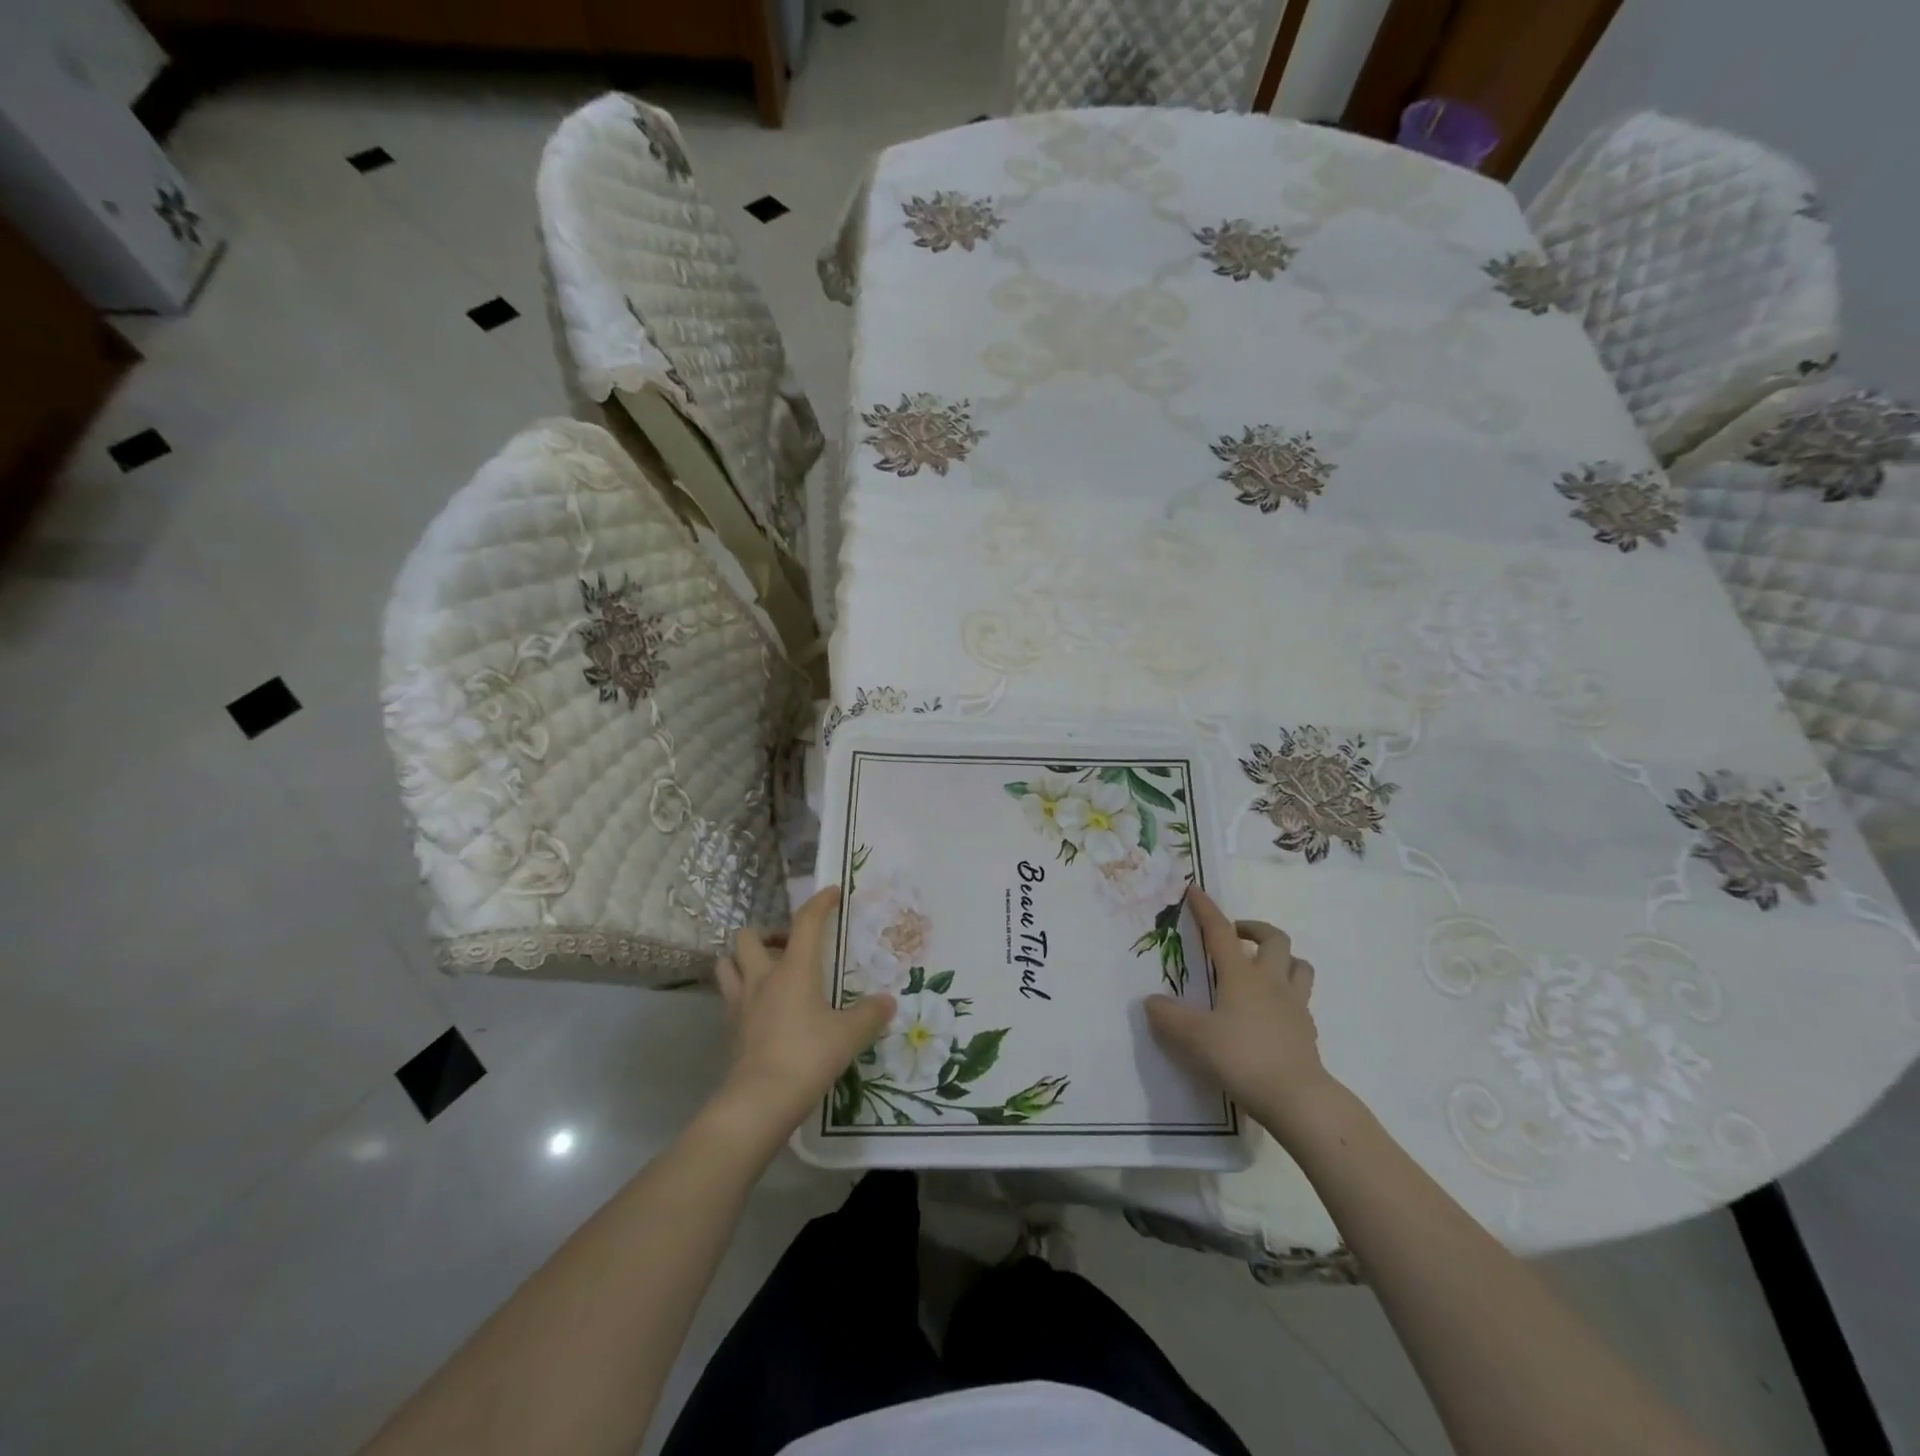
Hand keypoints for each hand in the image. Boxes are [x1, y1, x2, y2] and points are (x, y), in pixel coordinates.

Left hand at [714, 886, 893, 1137]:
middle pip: (749, 936)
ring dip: (744, 959)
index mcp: (794, 969)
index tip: (832, 893)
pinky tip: (762, 1007)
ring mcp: (741, 1003)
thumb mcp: (849, 1035)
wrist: (760, 1101)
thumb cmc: (808, 1056)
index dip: (819, 903)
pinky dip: (742, 992)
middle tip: (791, 948)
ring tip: (767, 971)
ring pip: (727, 963)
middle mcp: (763, 977)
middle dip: (768, 934)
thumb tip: (888, 1002)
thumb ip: (870, 1014)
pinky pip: (730, 996)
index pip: (805, 922)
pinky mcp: (732, 1028)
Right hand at [1144, 887, 1334, 1130]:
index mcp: (1242, 975)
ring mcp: (1294, 1006)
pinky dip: (1288, 995)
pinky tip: (1273, 1011)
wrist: (1298, 1099)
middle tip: (1236, 936)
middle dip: (1255, 929)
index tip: (1195, 890)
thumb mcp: (1194, 1037)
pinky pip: (1301, 1000)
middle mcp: (1271, 982)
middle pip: (1274, 939)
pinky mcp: (1307, 1032)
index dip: (1207, 909)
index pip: (1220, 932)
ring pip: (1299, 965)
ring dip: (1282, 958)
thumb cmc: (1242, 1058)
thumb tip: (1152, 1002)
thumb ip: (1169, 1017)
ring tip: (1262, 967)